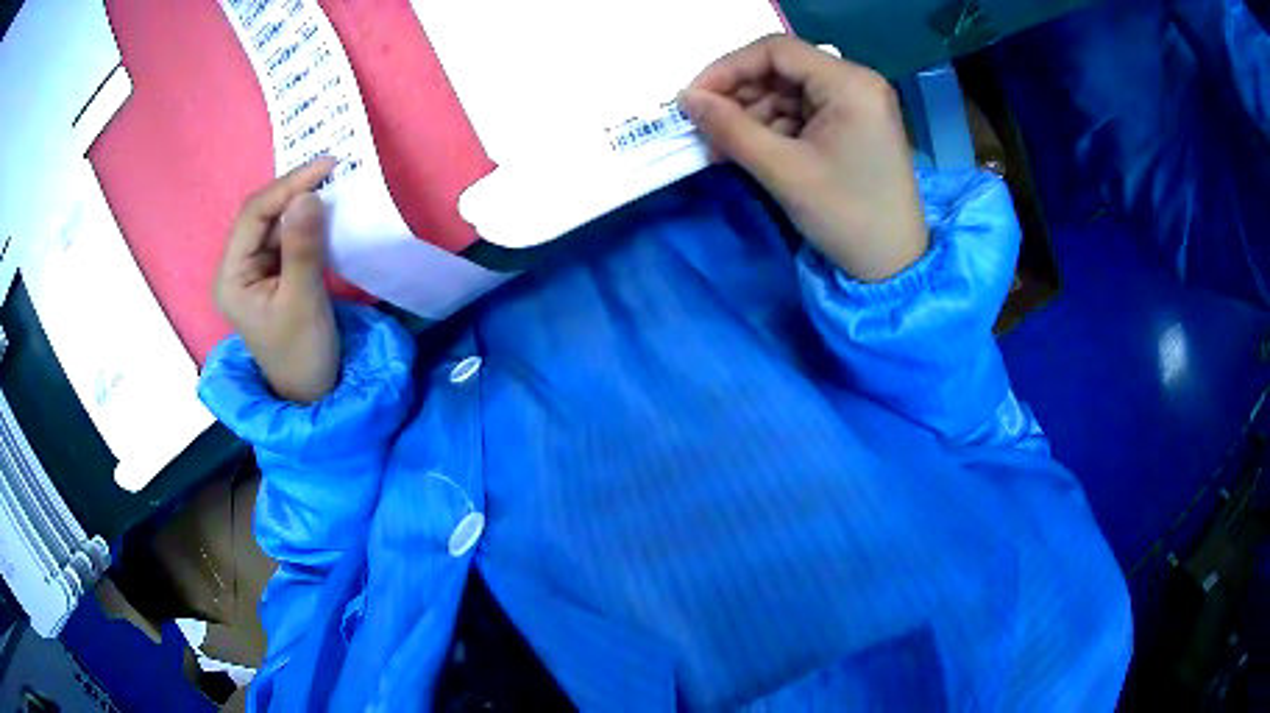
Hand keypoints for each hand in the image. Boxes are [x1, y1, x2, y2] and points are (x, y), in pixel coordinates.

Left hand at [215, 158, 339, 402]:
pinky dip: (306, 220)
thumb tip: (309, 195)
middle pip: (261, 213)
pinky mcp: (271, 271)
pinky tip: (325, 210)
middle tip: (333, 169)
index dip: (287, 186)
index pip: (253, 215)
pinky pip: (287, 235)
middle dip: (294, 190)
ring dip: (302, 202)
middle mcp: (236, 266)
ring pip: (275, 221)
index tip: (327, 166)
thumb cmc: (302, 353)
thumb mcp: (303, 301)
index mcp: (231, 276)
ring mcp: (253, 268)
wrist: (312, 391)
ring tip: (333, 182)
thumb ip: (303, 248)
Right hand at [680, 35, 927, 282]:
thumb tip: (685, 98)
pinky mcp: (852, 125)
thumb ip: (730, 128)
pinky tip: (748, 151)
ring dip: (750, 116)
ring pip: (787, 93)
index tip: (693, 97)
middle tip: (704, 127)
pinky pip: (801, 114)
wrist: (895, 266)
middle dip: (739, 96)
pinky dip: (772, 129)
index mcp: (850, 83)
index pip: (776, 51)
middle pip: (782, 70)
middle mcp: (856, 83)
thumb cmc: (847, 216)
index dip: (728, 68)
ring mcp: (856, 104)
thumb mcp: (784, 170)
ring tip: (721, 148)